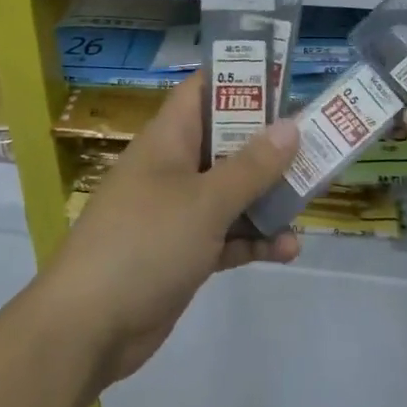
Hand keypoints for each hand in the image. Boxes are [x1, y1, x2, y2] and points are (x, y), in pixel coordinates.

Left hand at [41, 75, 300, 387]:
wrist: (88, 326)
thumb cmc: (145, 243)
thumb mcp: (204, 201)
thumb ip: (251, 166)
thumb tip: (290, 126)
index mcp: (168, 139)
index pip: (203, 91)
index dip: (241, 80)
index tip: (286, 81)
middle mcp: (174, 168)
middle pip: (227, 142)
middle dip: (269, 144)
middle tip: (318, 145)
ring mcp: (178, 211)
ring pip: (232, 191)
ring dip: (268, 196)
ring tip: (311, 198)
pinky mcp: (184, 252)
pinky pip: (227, 235)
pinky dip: (254, 239)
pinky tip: (288, 250)